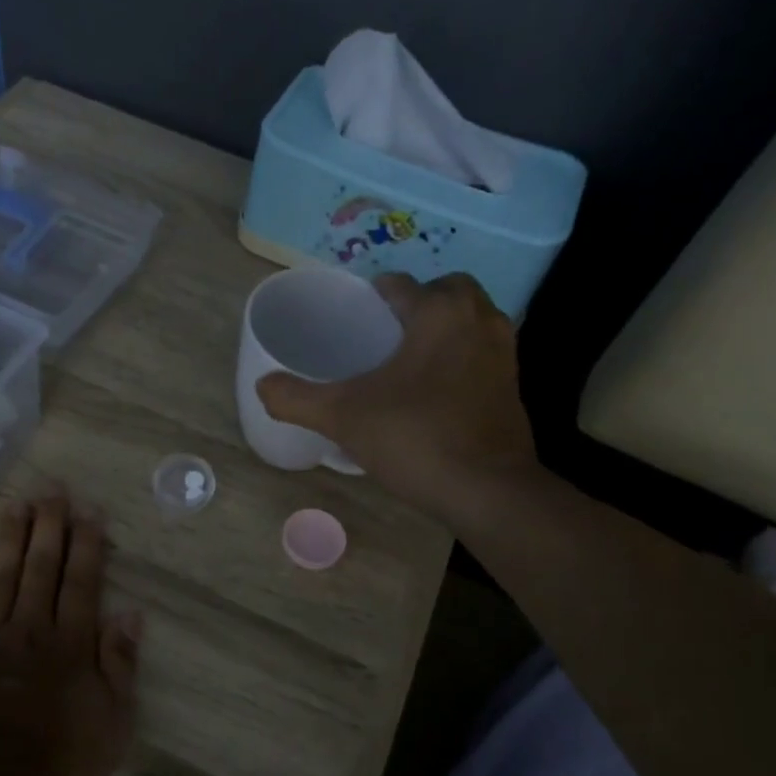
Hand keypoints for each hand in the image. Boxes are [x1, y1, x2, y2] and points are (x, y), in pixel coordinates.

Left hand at [0, 494, 140, 775]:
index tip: (89, 511)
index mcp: (71, 643)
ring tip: (15, 502)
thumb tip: (131, 614)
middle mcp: (31, 627)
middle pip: (41, 566)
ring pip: (0, 573)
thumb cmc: (56, 763)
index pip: (82, 581)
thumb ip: (120, 665)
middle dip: (49, 526)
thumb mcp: (111, 724)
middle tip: (52, 489)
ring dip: (9, 536)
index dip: (88, 544)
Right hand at [257, 272, 539, 524]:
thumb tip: (262, 387)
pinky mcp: (513, 385)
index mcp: (439, 312)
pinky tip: (435, 391)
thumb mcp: (343, 417)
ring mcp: (504, 352)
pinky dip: (461, 358)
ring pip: (470, 320)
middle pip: (445, 291)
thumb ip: (297, 399)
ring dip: (443, 328)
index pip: (400, 285)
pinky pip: (482, 353)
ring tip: (408, 360)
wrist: (486, 489)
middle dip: (418, 303)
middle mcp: (479, 319)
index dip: (371, 297)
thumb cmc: (415, 438)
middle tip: (385, 334)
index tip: (352, 319)